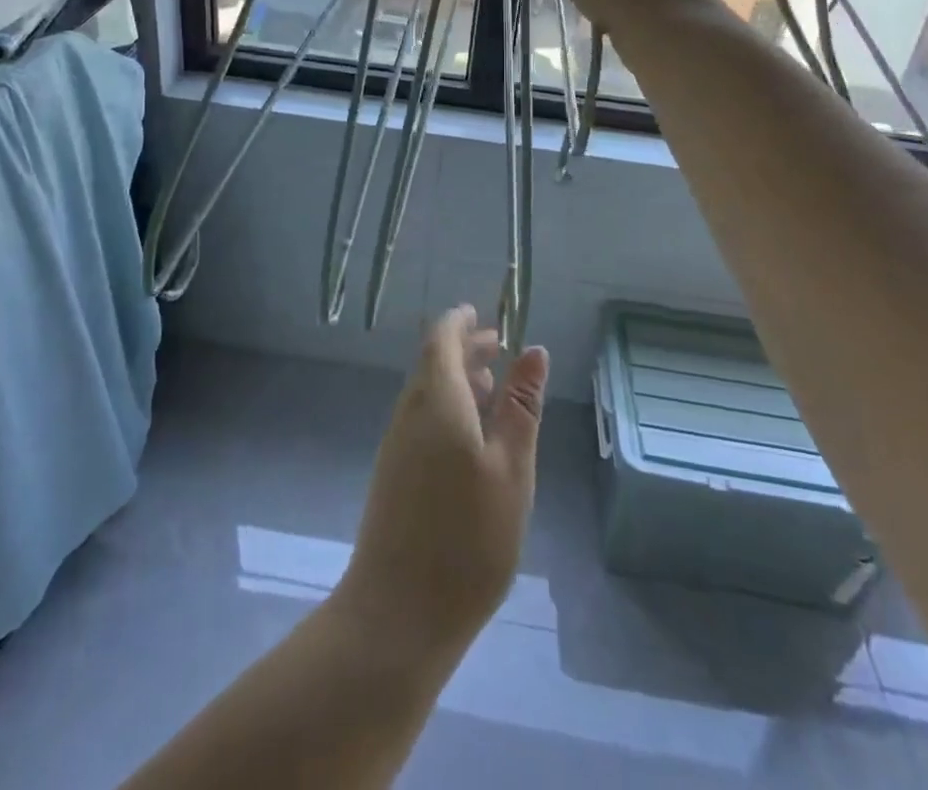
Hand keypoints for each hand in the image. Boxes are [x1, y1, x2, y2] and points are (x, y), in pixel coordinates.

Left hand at [338, 306, 548, 652]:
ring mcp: (397, 443)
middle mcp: (410, 412)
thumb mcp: (511, 467)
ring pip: (427, 391)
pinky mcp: (393, 473)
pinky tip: (471, 436)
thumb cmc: (468, 536)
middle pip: (433, 363)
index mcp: (437, 400)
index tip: (484, 315)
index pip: (441, 339)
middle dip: (464, 348)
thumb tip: (534, 351)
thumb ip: (521, 407)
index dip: (461, 322)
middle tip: (499, 347)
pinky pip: (421, 419)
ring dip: (457, 379)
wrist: (397, 612)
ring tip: (492, 386)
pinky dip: (448, 408)